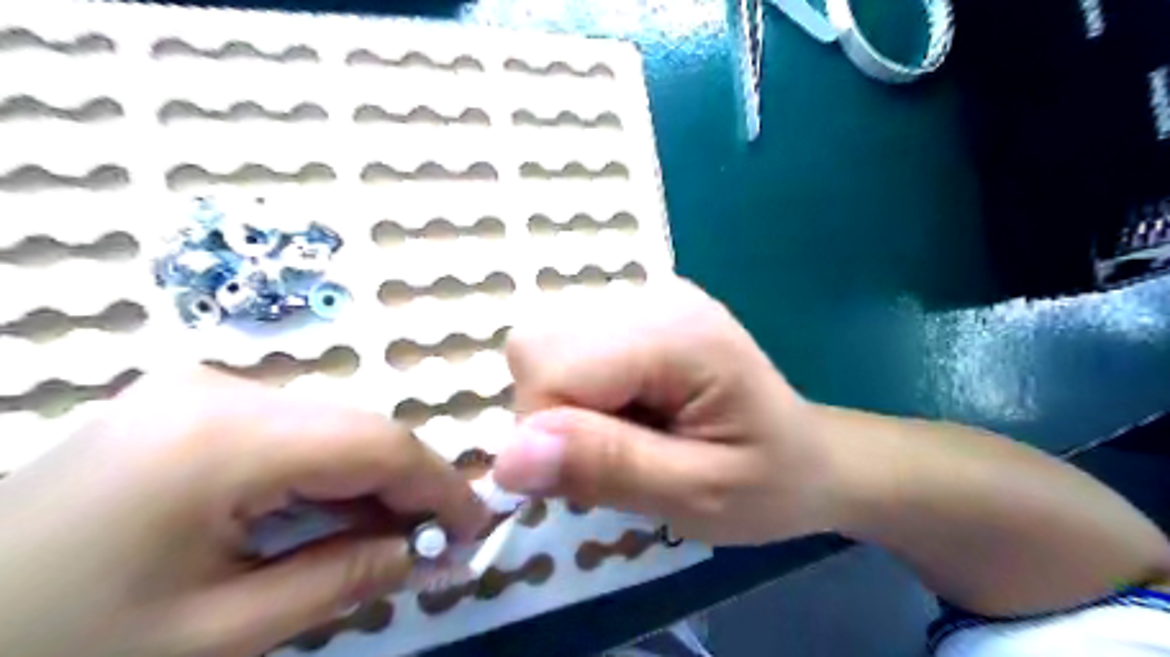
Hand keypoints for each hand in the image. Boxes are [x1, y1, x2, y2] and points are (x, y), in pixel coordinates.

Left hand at [0, 367, 486, 656]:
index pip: (376, 442)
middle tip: (436, 542)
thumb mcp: (216, 636)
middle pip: (357, 428)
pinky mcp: (188, 404)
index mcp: (220, 437)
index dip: (440, 483)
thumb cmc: (57, 651)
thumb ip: (343, 579)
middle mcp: (218, 388)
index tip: (477, 526)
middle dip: (408, 485)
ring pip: (330, 427)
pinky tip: (329, 517)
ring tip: (389, 536)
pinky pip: (292, 431)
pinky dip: (327, 474)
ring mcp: (199, 388)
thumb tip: (429, 553)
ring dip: (370, 481)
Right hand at [491, 278, 842, 544]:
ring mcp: (642, 295)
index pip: (549, 364)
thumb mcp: (696, 495)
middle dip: (550, 413)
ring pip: (542, 342)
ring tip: (624, 431)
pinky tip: (624, 407)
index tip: (592, 475)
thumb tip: (509, 458)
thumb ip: (607, 468)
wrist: (805, 454)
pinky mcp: (634, 309)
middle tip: (612, 452)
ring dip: (561, 402)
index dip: (548, 432)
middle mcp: (652, 295)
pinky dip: (574, 388)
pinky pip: (564, 344)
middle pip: (536, 342)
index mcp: (676, 331)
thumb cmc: (766, 482)